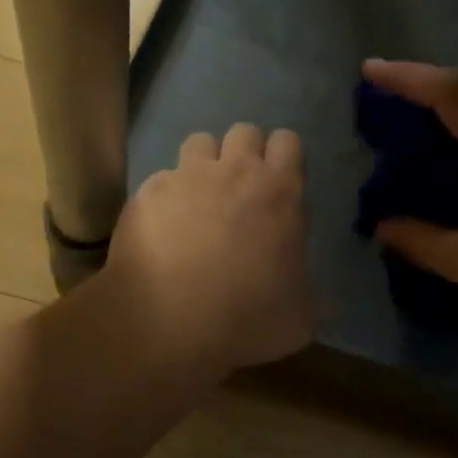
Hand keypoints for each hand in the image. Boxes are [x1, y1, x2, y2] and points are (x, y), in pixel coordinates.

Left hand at [105, 123, 312, 375]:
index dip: (283, 159)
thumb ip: (307, 290)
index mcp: (280, 192)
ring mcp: (186, 178)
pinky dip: (165, 196)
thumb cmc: (246, 320)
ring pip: (199, 142)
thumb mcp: (300, 317)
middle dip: (244, 154)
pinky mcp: (146, 194)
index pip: (288, 141)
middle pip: (244, 132)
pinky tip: (161, 228)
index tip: (278, 185)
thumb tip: (311, 293)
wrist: (169, 325)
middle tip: (240, 192)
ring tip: (198, 199)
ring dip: (203, 164)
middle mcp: (234, 172)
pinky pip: (160, 179)